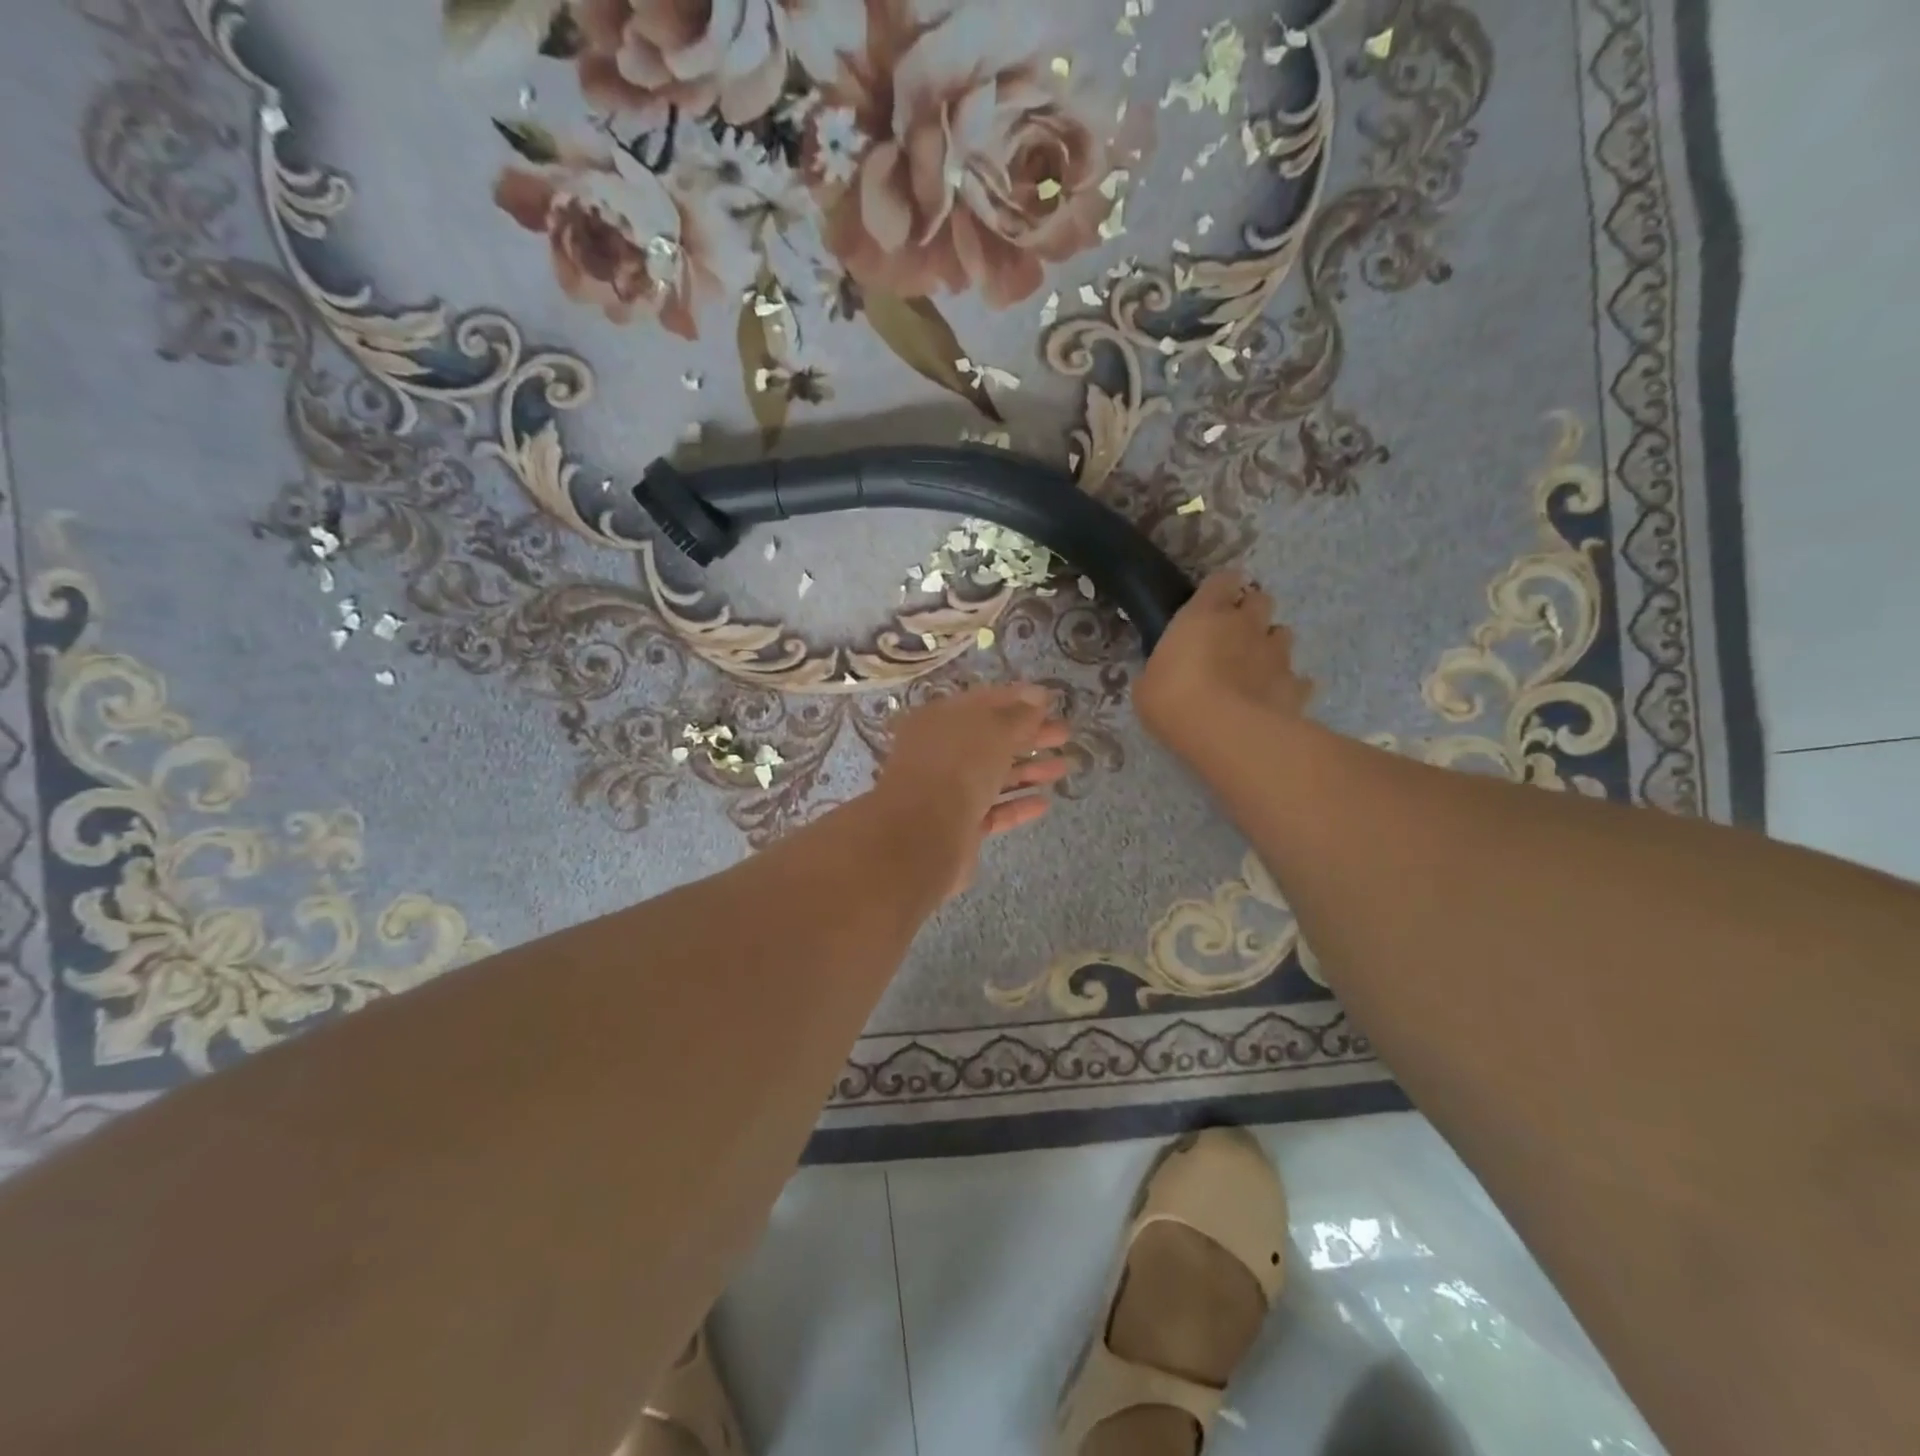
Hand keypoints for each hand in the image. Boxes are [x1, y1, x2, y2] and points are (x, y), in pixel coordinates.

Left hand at [871, 684, 1073, 897]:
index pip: (983, 701)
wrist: (923, 836)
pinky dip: (1017, 804)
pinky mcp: (958, 825)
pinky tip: (1044, 802)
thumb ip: (1019, 714)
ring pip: (993, 775)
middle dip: (1029, 734)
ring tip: (1066, 767)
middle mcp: (940, 752)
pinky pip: (992, 809)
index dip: (1018, 698)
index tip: (1051, 700)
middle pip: (990, 739)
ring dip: (1029, 769)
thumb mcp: (994, 731)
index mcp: (939, 719)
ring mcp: (947, 790)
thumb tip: (1038, 695)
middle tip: (1065, 733)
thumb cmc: (959, 767)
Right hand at [1135, 570, 1312, 762]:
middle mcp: (1245, 624)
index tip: (1213, 602)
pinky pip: (1298, 679)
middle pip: (1261, 599)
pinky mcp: (1295, 685)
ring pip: (1283, 634)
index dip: (1221, 588)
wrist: (1223, 732)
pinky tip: (1272, 700)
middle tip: (1234, 635)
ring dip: (1270, 645)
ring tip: (1254, 667)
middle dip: (1251, 612)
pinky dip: (1287, 685)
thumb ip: (1161, 670)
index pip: (1222, 580)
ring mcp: (1275, 653)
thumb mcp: (1147, 685)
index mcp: (1204, 614)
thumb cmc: (1172, 699)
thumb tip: (1161, 675)